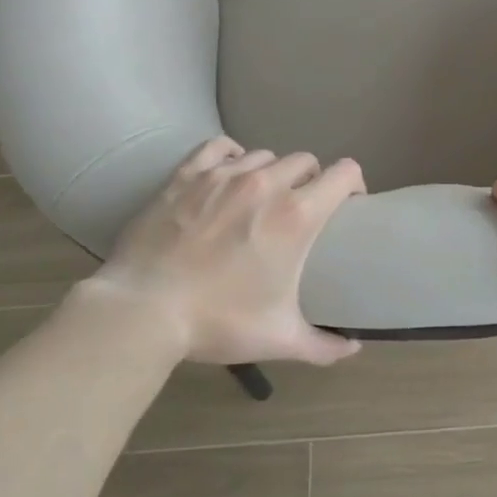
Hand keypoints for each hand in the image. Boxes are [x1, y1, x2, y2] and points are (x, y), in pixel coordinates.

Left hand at [87, 137, 365, 366]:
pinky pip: (220, 147)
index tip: (350, 203)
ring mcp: (223, 175)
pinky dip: (232, 156)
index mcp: (297, 215)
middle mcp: (266, 184)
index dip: (354, 183)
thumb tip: (353, 350)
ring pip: (265, 155)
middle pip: (305, 160)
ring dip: (272, 172)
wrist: (143, 311)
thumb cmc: (217, 322)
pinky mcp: (187, 175)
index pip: (344, 174)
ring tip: (261, 197)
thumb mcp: (278, 338)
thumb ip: (323, 345)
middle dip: (311, 180)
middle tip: (302, 209)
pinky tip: (228, 172)